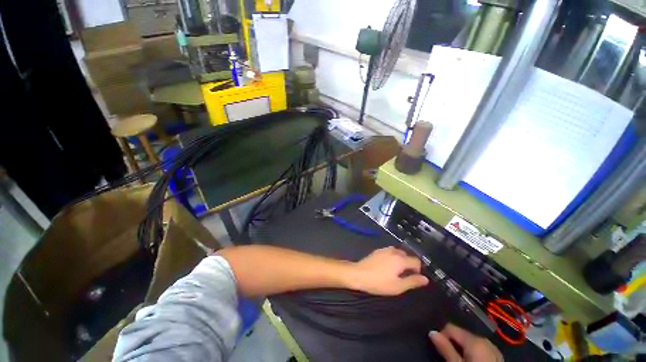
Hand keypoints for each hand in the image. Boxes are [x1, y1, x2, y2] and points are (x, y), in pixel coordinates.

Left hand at [349, 246, 428, 295]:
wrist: (359, 274)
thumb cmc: (379, 282)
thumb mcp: (398, 286)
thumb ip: (413, 281)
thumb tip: (425, 279)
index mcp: (401, 259)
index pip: (416, 261)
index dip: (418, 270)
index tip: (414, 278)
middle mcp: (394, 251)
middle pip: (407, 255)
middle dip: (409, 264)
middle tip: (404, 276)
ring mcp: (385, 249)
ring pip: (398, 252)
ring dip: (400, 260)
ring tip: (396, 271)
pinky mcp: (377, 250)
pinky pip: (389, 252)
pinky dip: (392, 257)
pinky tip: (386, 266)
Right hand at [429, 324, 502, 361]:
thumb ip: (445, 348)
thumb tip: (431, 332)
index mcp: (474, 338)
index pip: (450, 327)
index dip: (442, 335)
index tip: (437, 347)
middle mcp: (484, 338)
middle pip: (461, 334)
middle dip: (453, 342)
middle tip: (448, 355)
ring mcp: (493, 347)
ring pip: (471, 341)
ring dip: (463, 347)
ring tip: (458, 358)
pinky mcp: (497, 355)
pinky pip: (480, 347)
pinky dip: (473, 352)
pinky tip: (471, 360)